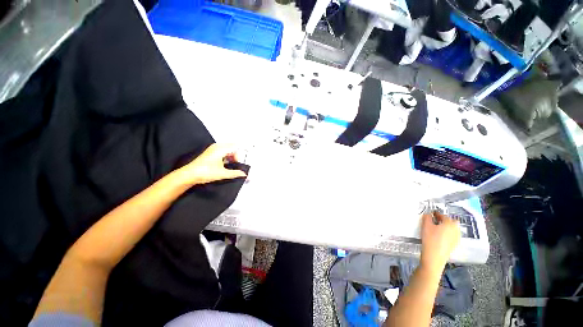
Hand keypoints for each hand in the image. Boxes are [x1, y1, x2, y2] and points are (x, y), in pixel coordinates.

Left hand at [179, 143, 246, 184]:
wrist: (189, 175)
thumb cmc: (204, 172)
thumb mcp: (223, 174)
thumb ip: (235, 173)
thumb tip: (243, 174)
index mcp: (221, 149)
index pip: (236, 147)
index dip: (239, 156)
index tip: (239, 164)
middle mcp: (217, 146)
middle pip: (232, 148)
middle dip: (236, 156)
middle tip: (236, 165)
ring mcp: (213, 149)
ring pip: (228, 150)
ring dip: (231, 157)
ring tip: (230, 166)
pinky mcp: (210, 153)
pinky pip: (223, 152)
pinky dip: (226, 157)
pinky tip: (225, 165)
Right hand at [419, 211, 459, 273]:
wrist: (434, 256)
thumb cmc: (430, 239)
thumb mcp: (425, 225)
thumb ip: (427, 217)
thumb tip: (429, 214)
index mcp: (450, 223)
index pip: (443, 215)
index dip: (436, 214)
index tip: (431, 214)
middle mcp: (456, 229)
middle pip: (451, 222)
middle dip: (444, 220)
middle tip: (435, 221)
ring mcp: (457, 238)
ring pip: (452, 229)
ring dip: (446, 227)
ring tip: (436, 229)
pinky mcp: (455, 244)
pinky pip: (452, 235)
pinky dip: (447, 233)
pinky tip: (439, 237)